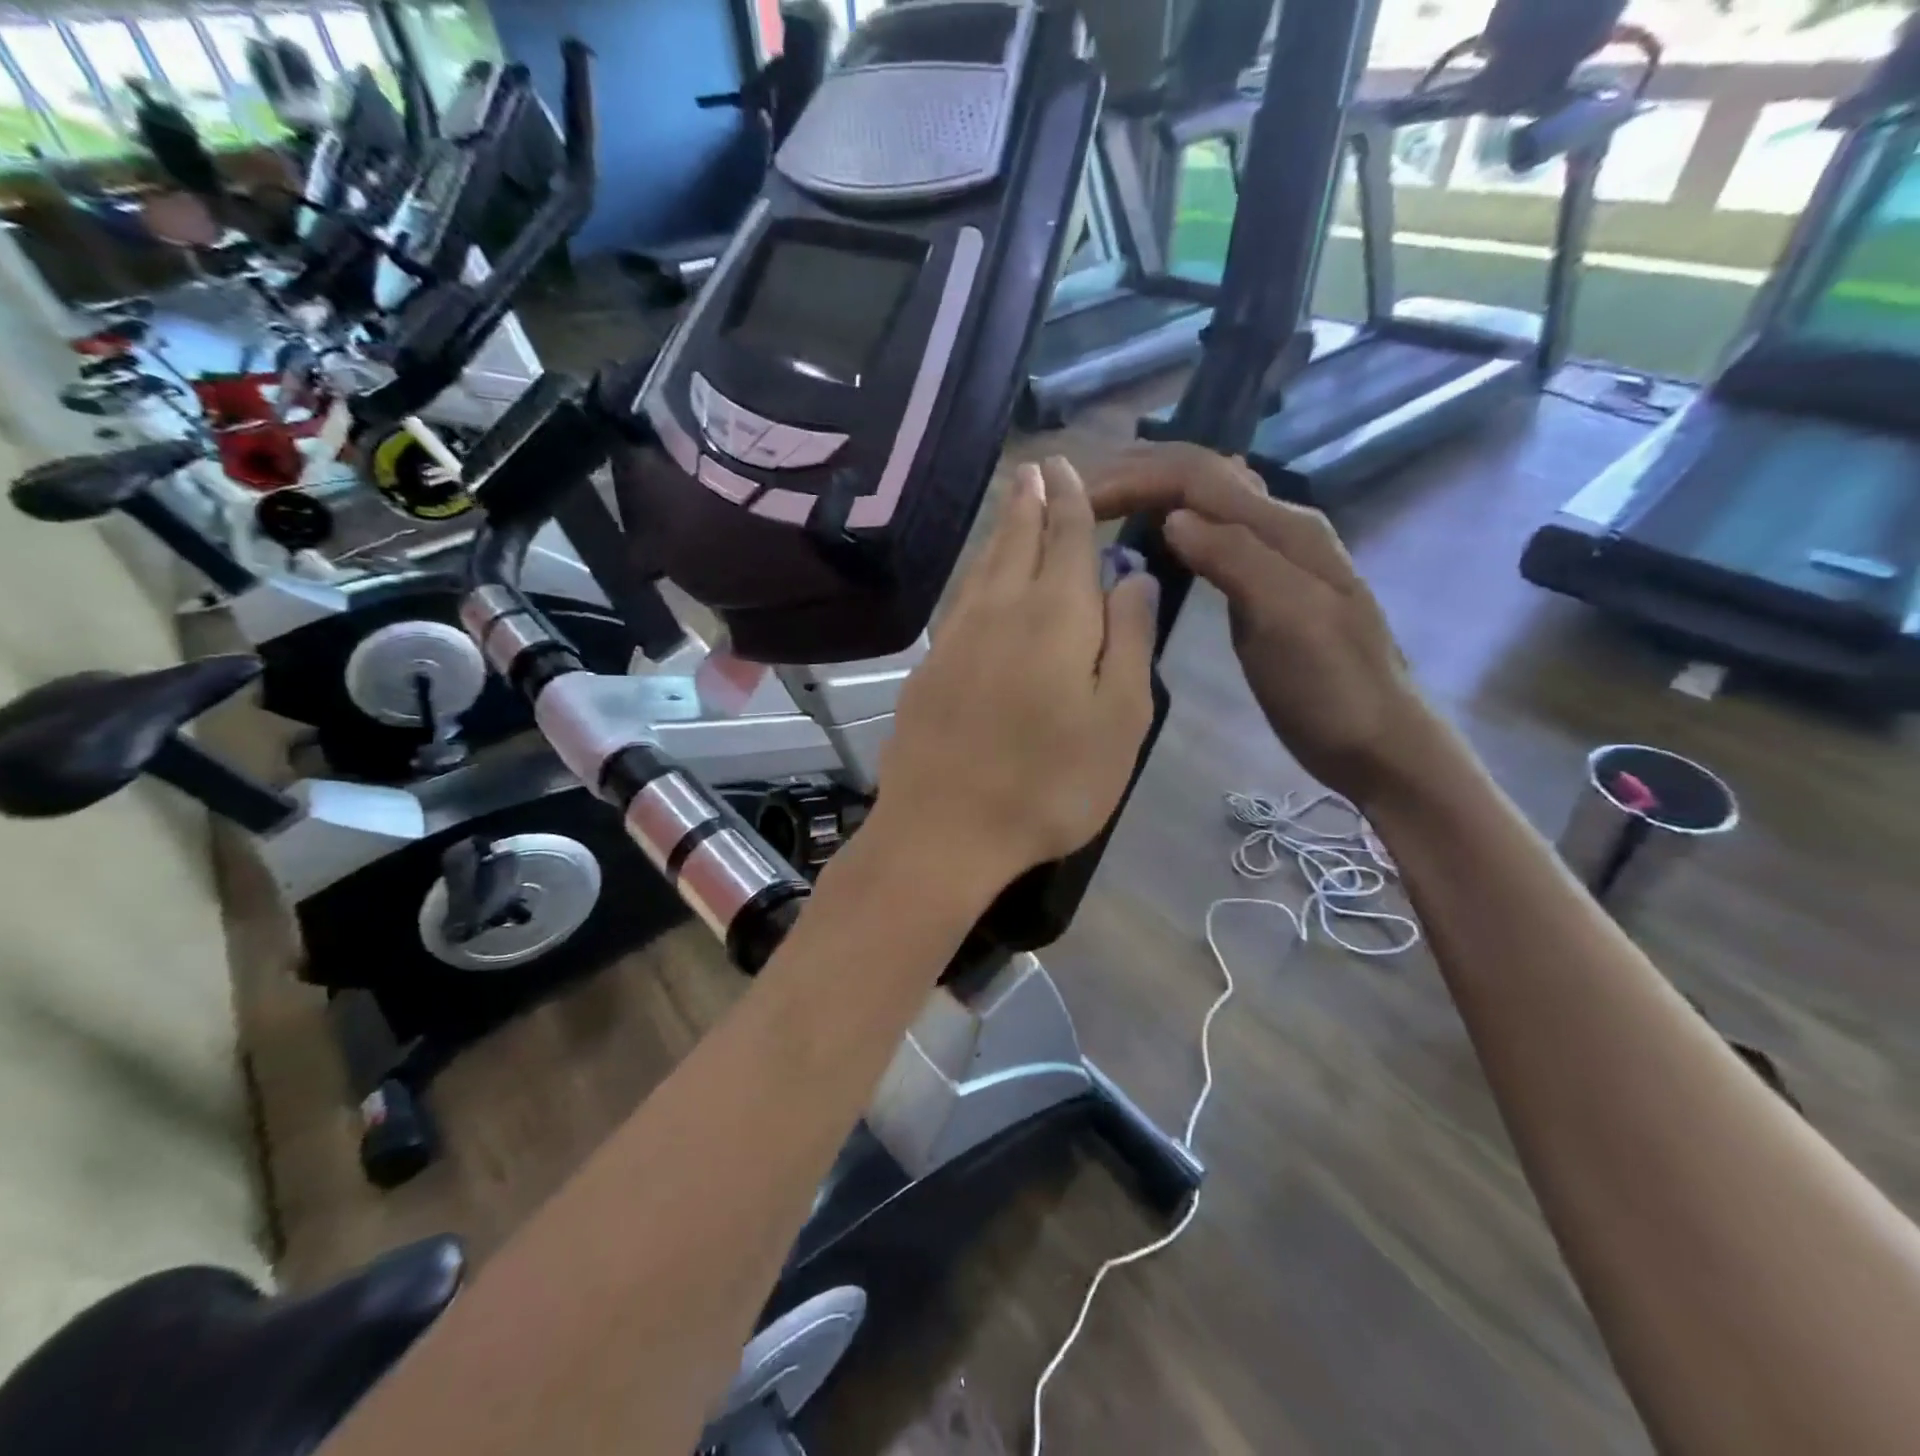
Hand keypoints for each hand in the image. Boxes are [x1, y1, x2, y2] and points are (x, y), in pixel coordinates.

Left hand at [874, 457, 1158, 893]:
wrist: (944, 830)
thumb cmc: (1050, 783)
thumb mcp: (1119, 720)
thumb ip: (1129, 640)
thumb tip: (1134, 577)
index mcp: (1056, 614)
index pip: (1068, 538)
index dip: (1072, 501)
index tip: (1068, 468)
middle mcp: (1001, 609)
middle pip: (1017, 539)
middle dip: (1031, 500)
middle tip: (1036, 467)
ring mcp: (957, 636)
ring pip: (983, 565)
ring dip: (1001, 528)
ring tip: (1011, 500)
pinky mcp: (930, 665)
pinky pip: (960, 598)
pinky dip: (975, 572)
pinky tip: (979, 576)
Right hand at [1090, 443, 1435, 808]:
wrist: (1376, 740)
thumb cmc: (1331, 688)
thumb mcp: (1289, 620)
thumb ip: (1236, 560)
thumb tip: (1173, 518)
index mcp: (1282, 527)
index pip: (1197, 476)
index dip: (1134, 477)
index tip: (1076, 500)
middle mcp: (1276, 526)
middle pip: (1199, 475)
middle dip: (1135, 473)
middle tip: (1074, 493)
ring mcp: (1269, 556)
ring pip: (1202, 500)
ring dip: (1149, 490)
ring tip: (1099, 504)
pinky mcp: (1258, 585)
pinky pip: (1208, 534)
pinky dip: (1168, 522)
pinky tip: (1149, 534)